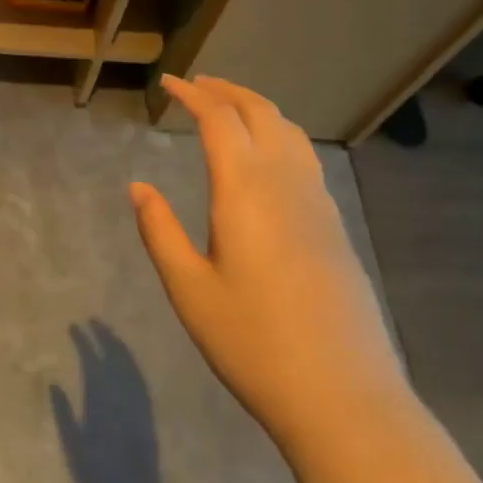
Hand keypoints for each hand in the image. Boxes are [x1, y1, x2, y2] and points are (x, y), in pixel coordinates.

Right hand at [132, 75, 409, 457]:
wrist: (344, 398)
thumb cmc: (254, 343)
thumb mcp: (189, 290)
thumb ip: (160, 231)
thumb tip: (138, 187)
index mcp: (245, 189)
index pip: (219, 118)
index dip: (192, 94)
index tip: (168, 84)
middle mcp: (285, 182)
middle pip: (259, 111)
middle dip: (226, 90)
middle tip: (197, 85)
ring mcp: (317, 201)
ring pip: (289, 130)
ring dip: (256, 107)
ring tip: (229, 107)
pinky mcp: (335, 225)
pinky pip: (305, 156)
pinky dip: (279, 133)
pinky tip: (268, 155)